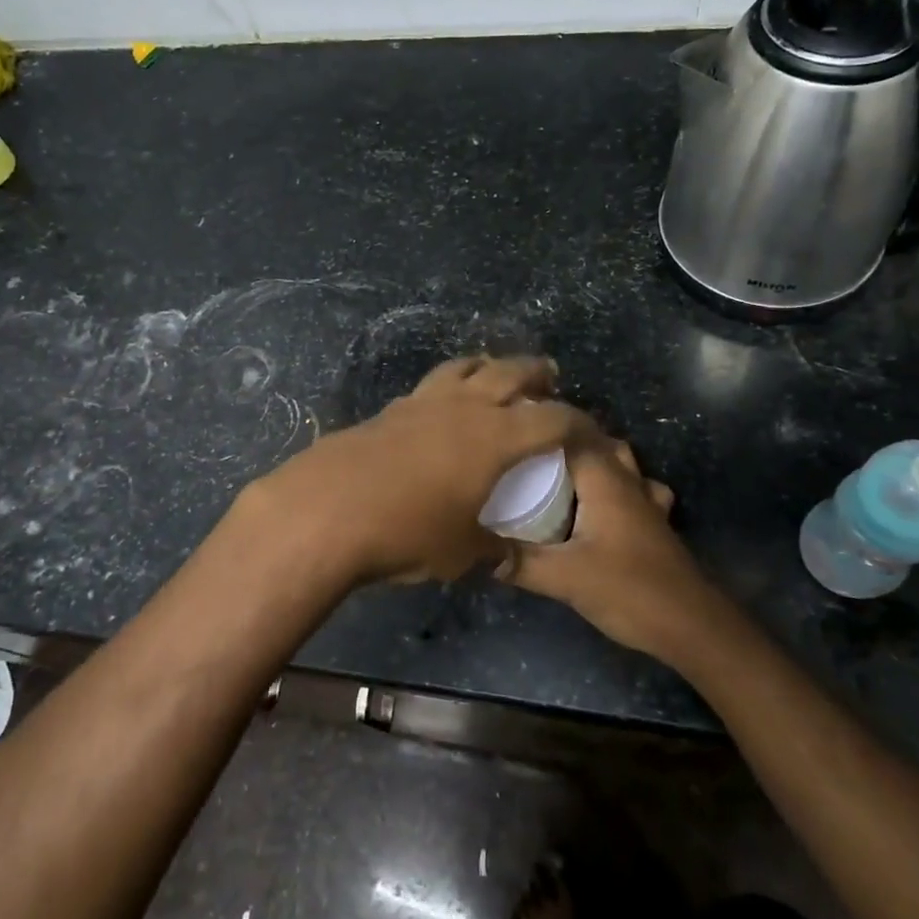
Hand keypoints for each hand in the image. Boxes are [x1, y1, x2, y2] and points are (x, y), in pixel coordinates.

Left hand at [233, 355, 585, 586]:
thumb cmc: (407, 531)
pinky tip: (442, 407)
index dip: (579, 423)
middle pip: (509, 372)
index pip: (553, 419)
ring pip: (464, 367)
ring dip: (487, 367)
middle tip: (549, 379)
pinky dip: (449, 386)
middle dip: (535, 373)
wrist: (328, 510)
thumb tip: (504, 551)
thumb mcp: (462, 551)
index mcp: (496, 437)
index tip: (591, 432)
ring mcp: (423, 402)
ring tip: (495, 375)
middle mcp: (464, 407)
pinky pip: (431, 386)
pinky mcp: (390, 409)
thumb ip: (493, 547)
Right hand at [498, 430, 715, 657]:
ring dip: (593, 459)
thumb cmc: (629, 590)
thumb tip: (480, 551)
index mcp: (605, 480)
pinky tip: (598, 504)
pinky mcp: (654, 525)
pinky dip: (615, 486)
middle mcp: (627, 481)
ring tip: (557, 470)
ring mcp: (647, 502)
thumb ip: (521, 562)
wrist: (693, 627)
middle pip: (597, 442)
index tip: (510, 425)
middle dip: (564, 439)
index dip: (544, 423)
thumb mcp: (565, 578)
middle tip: (526, 449)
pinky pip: (633, 490)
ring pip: (620, 463)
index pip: (573, 432)